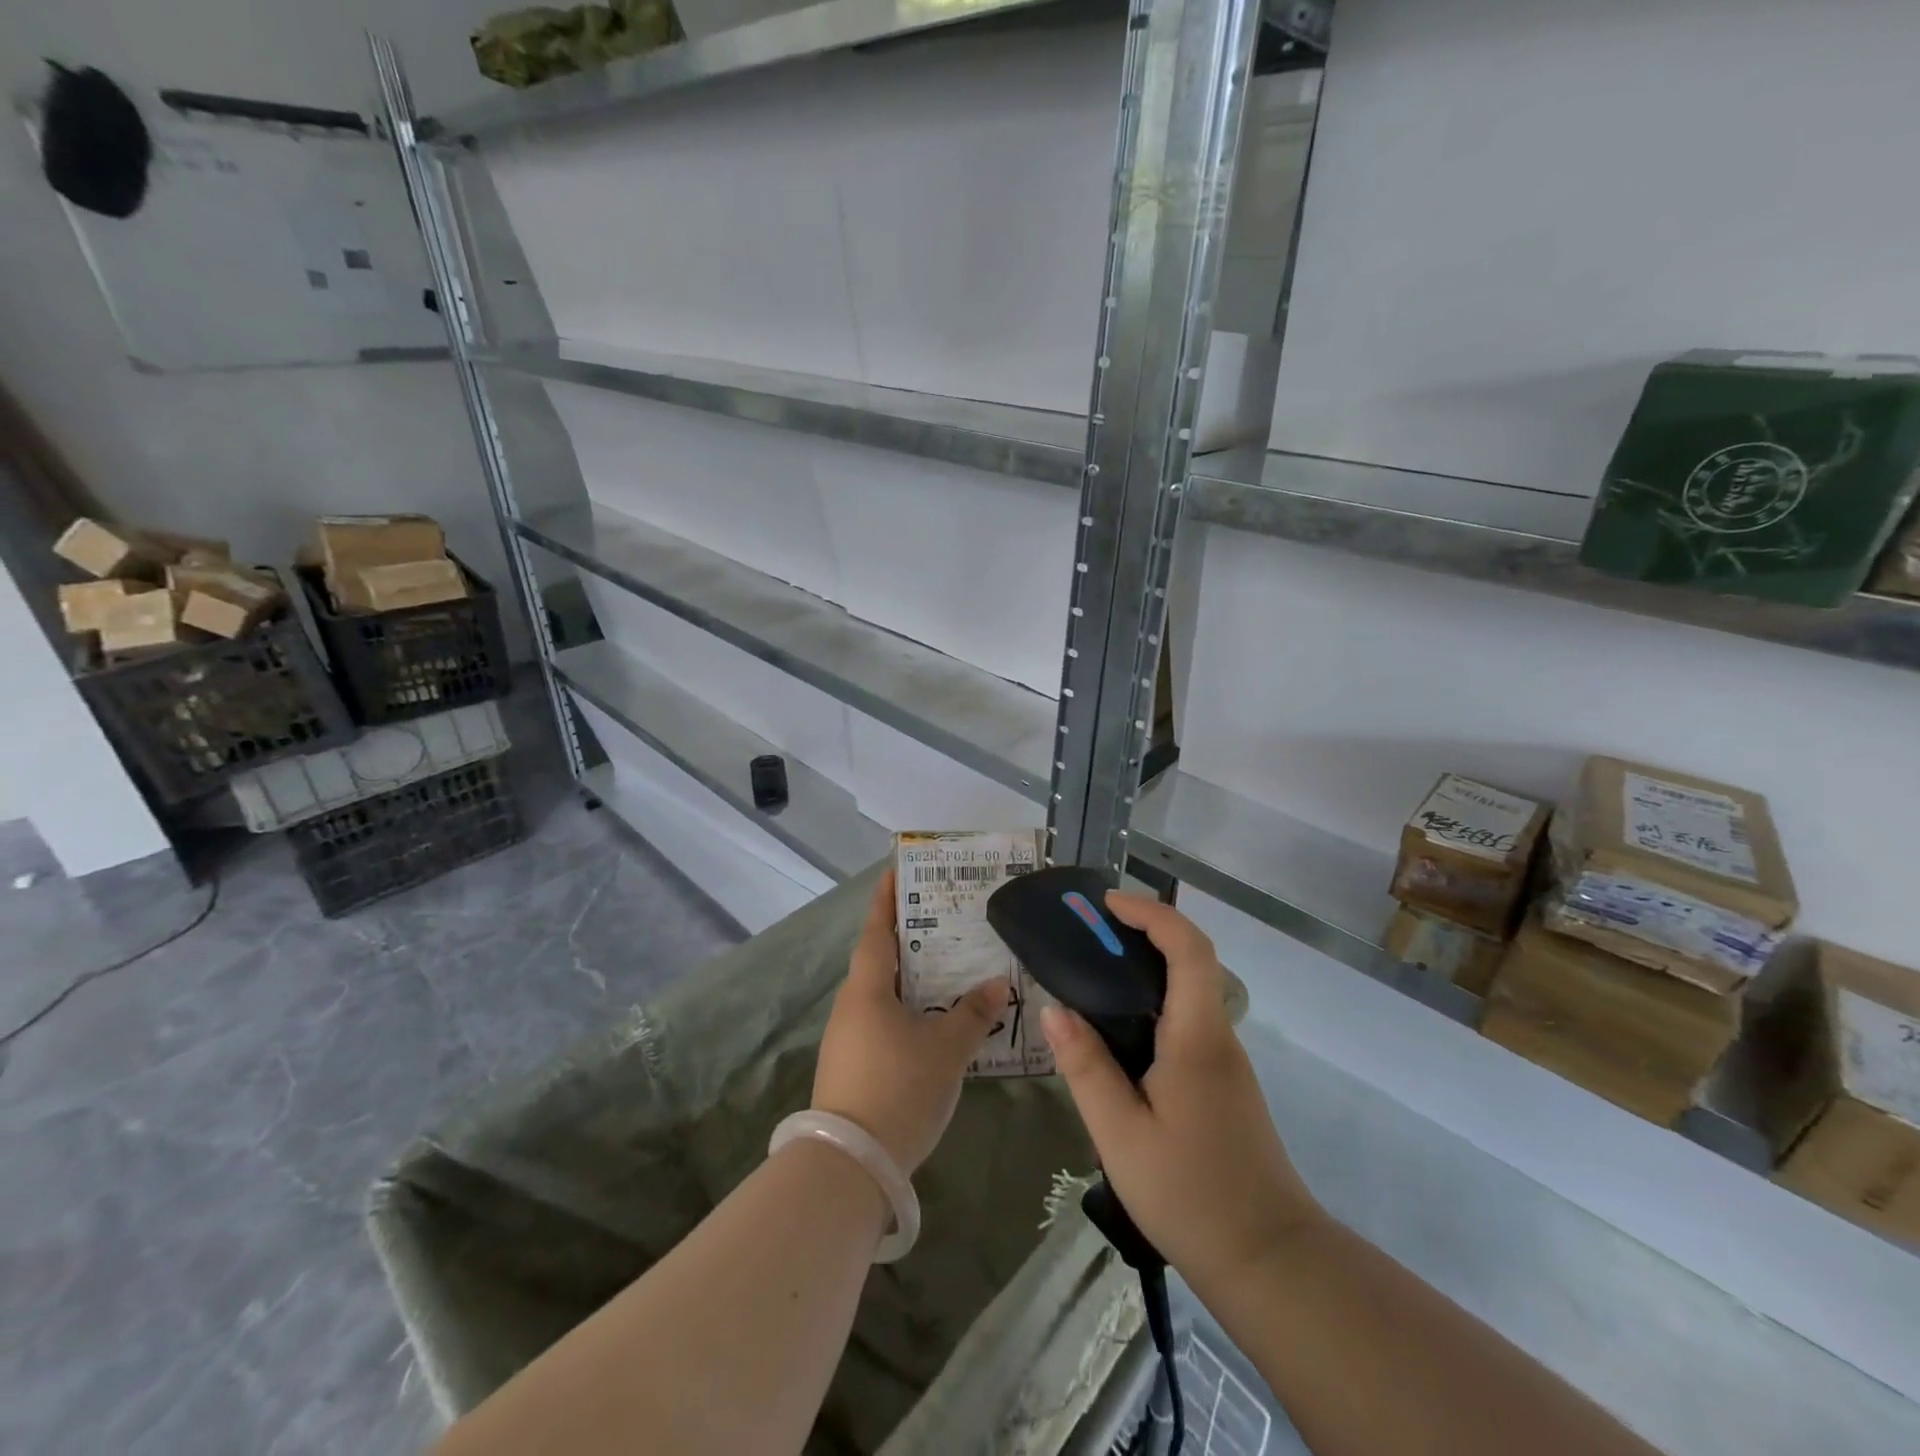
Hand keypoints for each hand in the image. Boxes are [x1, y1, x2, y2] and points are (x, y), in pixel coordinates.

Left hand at [812, 871, 1010, 1175]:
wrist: (850, 1165)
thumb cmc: (899, 1087)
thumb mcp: (946, 1049)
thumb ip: (973, 1013)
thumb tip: (997, 984)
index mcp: (867, 988)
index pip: (876, 929)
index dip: (887, 898)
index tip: (898, 869)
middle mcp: (851, 1005)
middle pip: (880, 959)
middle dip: (909, 937)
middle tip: (944, 918)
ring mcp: (848, 1038)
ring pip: (883, 993)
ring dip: (910, 978)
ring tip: (948, 967)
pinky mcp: (852, 1066)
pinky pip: (883, 1021)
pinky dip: (908, 1010)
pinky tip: (935, 1021)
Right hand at [1041, 893, 1322, 1296]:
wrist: (1270, 1260)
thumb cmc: (1190, 1194)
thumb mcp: (1120, 1133)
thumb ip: (1086, 1067)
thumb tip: (1054, 1009)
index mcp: (1197, 1037)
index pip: (1188, 948)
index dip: (1152, 913)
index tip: (1107, 904)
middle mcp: (1218, 1036)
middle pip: (1191, 960)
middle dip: (1143, 932)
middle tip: (1089, 934)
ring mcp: (1226, 1060)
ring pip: (1190, 991)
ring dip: (1147, 967)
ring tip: (1093, 975)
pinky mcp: (1223, 1083)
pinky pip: (1187, 1020)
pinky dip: (1154, 1002)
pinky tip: (1119, 1031)